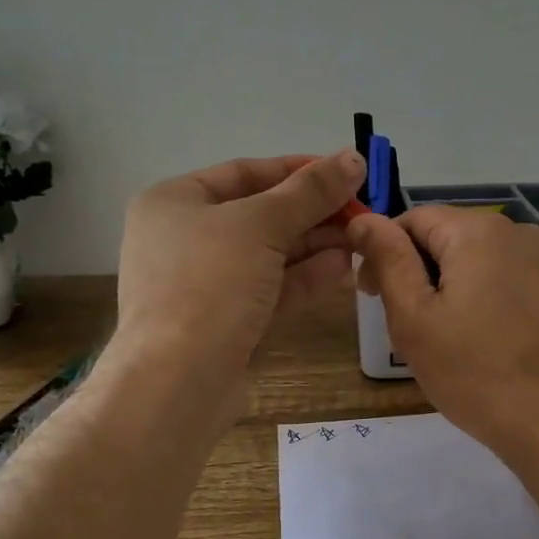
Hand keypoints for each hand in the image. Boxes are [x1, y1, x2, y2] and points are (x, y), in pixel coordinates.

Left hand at [115, 149, 365, 395]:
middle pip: (260, 215)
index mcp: (175, 201)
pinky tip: (342, 269)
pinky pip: (268, 289)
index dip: (299, 169)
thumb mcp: (262, 225)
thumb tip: (353, 157)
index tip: (347, 171)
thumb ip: (311, 191)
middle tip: (363, 211)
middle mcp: (184, 238)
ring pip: (268, 256)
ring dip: (315, 246)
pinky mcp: (223, 322)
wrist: (177, 381)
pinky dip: (303, 278)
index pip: (246, 172)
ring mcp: (203, 284)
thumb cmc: (209, 283)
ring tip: (361, 238)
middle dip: (313, 213)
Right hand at [348, 207, 538, 465]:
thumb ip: (388, 260)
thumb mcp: (416, 319)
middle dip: (417, 273)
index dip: (383, 250)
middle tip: (405, 328)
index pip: (412, 218)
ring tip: (444, 342)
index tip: (371, 296)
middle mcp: (519, 232)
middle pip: (448, 237)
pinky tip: (482, 345)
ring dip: (450, 289)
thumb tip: (362, 219)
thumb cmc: (478, 375)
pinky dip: (483, 301)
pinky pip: (507, 282)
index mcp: (478, 231)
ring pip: (478, 261)